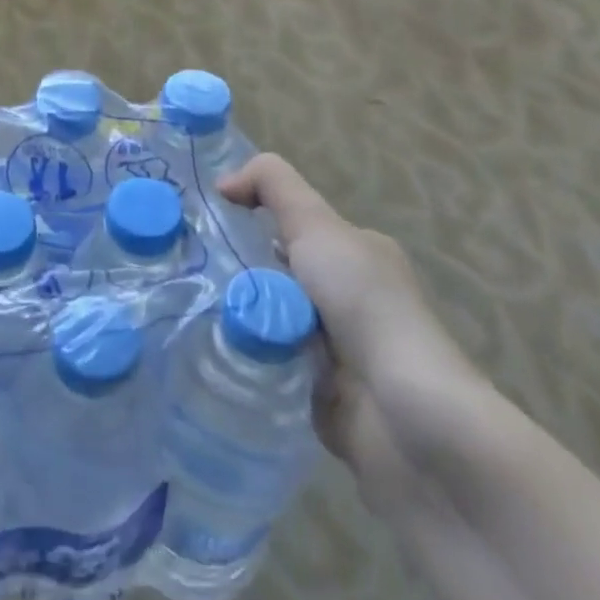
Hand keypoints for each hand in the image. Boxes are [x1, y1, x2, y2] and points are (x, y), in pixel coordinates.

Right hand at [218, 154, 490, 519]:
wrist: (407, 417)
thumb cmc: (365, 307)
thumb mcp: (318, 227)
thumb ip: (273, 186)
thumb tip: (223, 182)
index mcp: (356, 255)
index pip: (290, 226)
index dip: (249, 220)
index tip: (206, 230)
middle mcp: (348, 297)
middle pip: (273, 272)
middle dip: (235, 272)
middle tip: (192, 274)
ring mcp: (335, 348)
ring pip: (267, 318)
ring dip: (238, 317)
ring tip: (192, 313)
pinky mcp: (319, 392)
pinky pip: (269, 364)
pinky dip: (248, 359)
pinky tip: (215, 352)